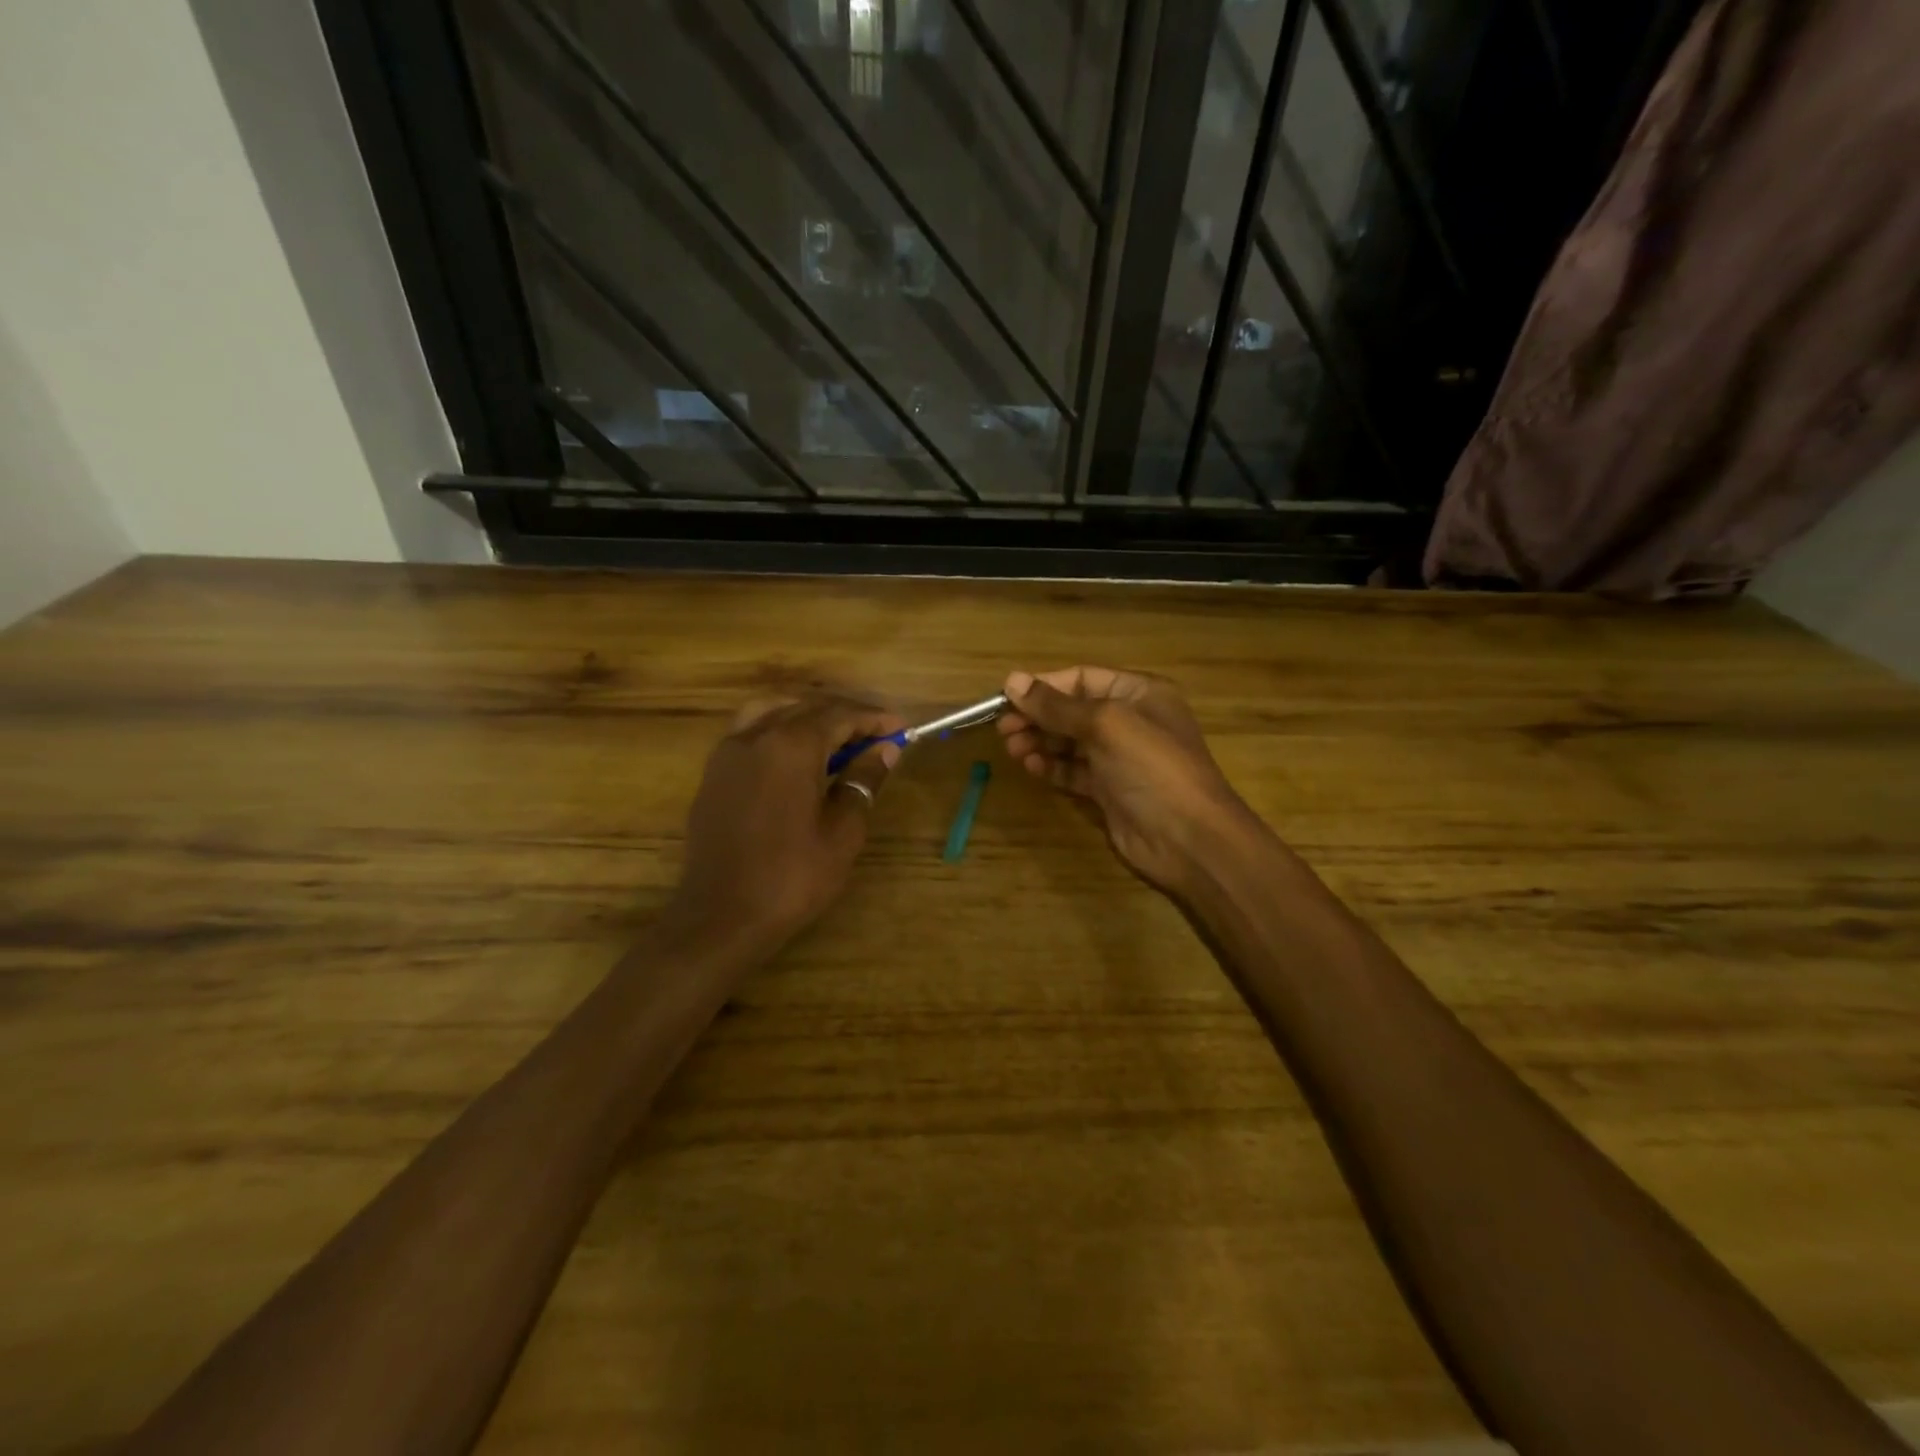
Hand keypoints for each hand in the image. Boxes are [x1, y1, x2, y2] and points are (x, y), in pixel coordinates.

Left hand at [667, 694, 906, 957]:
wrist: (721, 916)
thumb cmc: (792, 877)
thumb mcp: (842, 832)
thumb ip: (863, 781)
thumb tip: (884, 751)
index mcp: (791, 746)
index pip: (840, 715)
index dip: (874, 720)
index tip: (901, 730)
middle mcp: (756, 736)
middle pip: (807, 707)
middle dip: (845, 716)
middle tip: (877, 737)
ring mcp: (728, 753)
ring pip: (773, 711)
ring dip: (808, 716)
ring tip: (835, 739)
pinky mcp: (714, 774)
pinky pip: (750, 731)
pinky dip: (779, 729)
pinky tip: (796, 757)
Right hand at [998, 666, 1249, 896]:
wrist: (1188, 838)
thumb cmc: (1152, 767)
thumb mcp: (1105, 725)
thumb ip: (1056, 705)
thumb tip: (1011, 680)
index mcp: (1138, 693)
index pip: (1081, 678)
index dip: (1043, 686)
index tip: (1006, 698)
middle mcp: (1129, 721)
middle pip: (1072, 711)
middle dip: (1037, 717)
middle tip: (1003, 729)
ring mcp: (1119, 758)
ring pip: (1069, 742)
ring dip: (1040, 742)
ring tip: (1013, 750)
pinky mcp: (1109, 790)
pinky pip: (1073, 771)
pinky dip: (1052, 767)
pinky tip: (1033, 768)